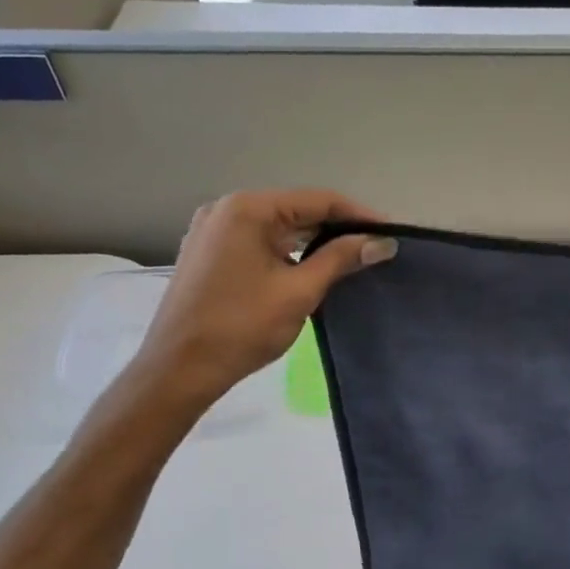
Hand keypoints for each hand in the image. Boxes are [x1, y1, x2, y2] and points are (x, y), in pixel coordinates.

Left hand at [126, 190, 393, 412]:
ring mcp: (213, 231)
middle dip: (337, 229)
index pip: (317, 200)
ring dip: (314, 242)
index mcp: (247, 209)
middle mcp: (227, 209)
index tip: (390, 234)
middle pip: (296, 210)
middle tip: (375, 249)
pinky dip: (288, 252)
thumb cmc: (241, 327)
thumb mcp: (299, 291)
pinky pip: (259, 242)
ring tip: (352, 260)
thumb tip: (381, 242)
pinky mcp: (209, 253)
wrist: (179, 368)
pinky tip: (312, 269)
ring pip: (278, 228)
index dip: (359, 215)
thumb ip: (341, 259)